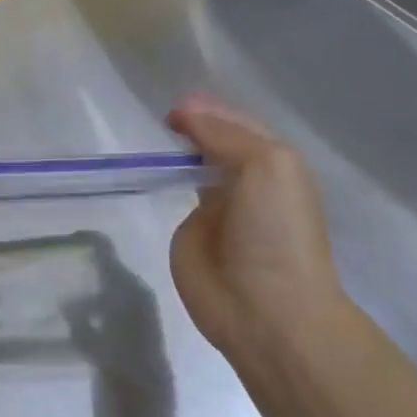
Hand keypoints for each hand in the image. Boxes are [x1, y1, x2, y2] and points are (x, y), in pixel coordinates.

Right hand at [167, 93, 352, 360]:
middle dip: (190, 125)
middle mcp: (245, 180)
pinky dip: (159, 181)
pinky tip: (141, 167)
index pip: (236, 125)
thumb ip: (224, 134)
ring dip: (174, 150)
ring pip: (192, 166)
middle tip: (160, 116)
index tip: (176, 107)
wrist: (267, 310)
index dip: (209, 110)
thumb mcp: (267, 166)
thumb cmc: (276, 232)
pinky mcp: (189, 233)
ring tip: (147, 133)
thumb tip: (185, 112)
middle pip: (213, 141)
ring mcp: (216, 207)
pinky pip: (173, 197)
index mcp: (274, 164)